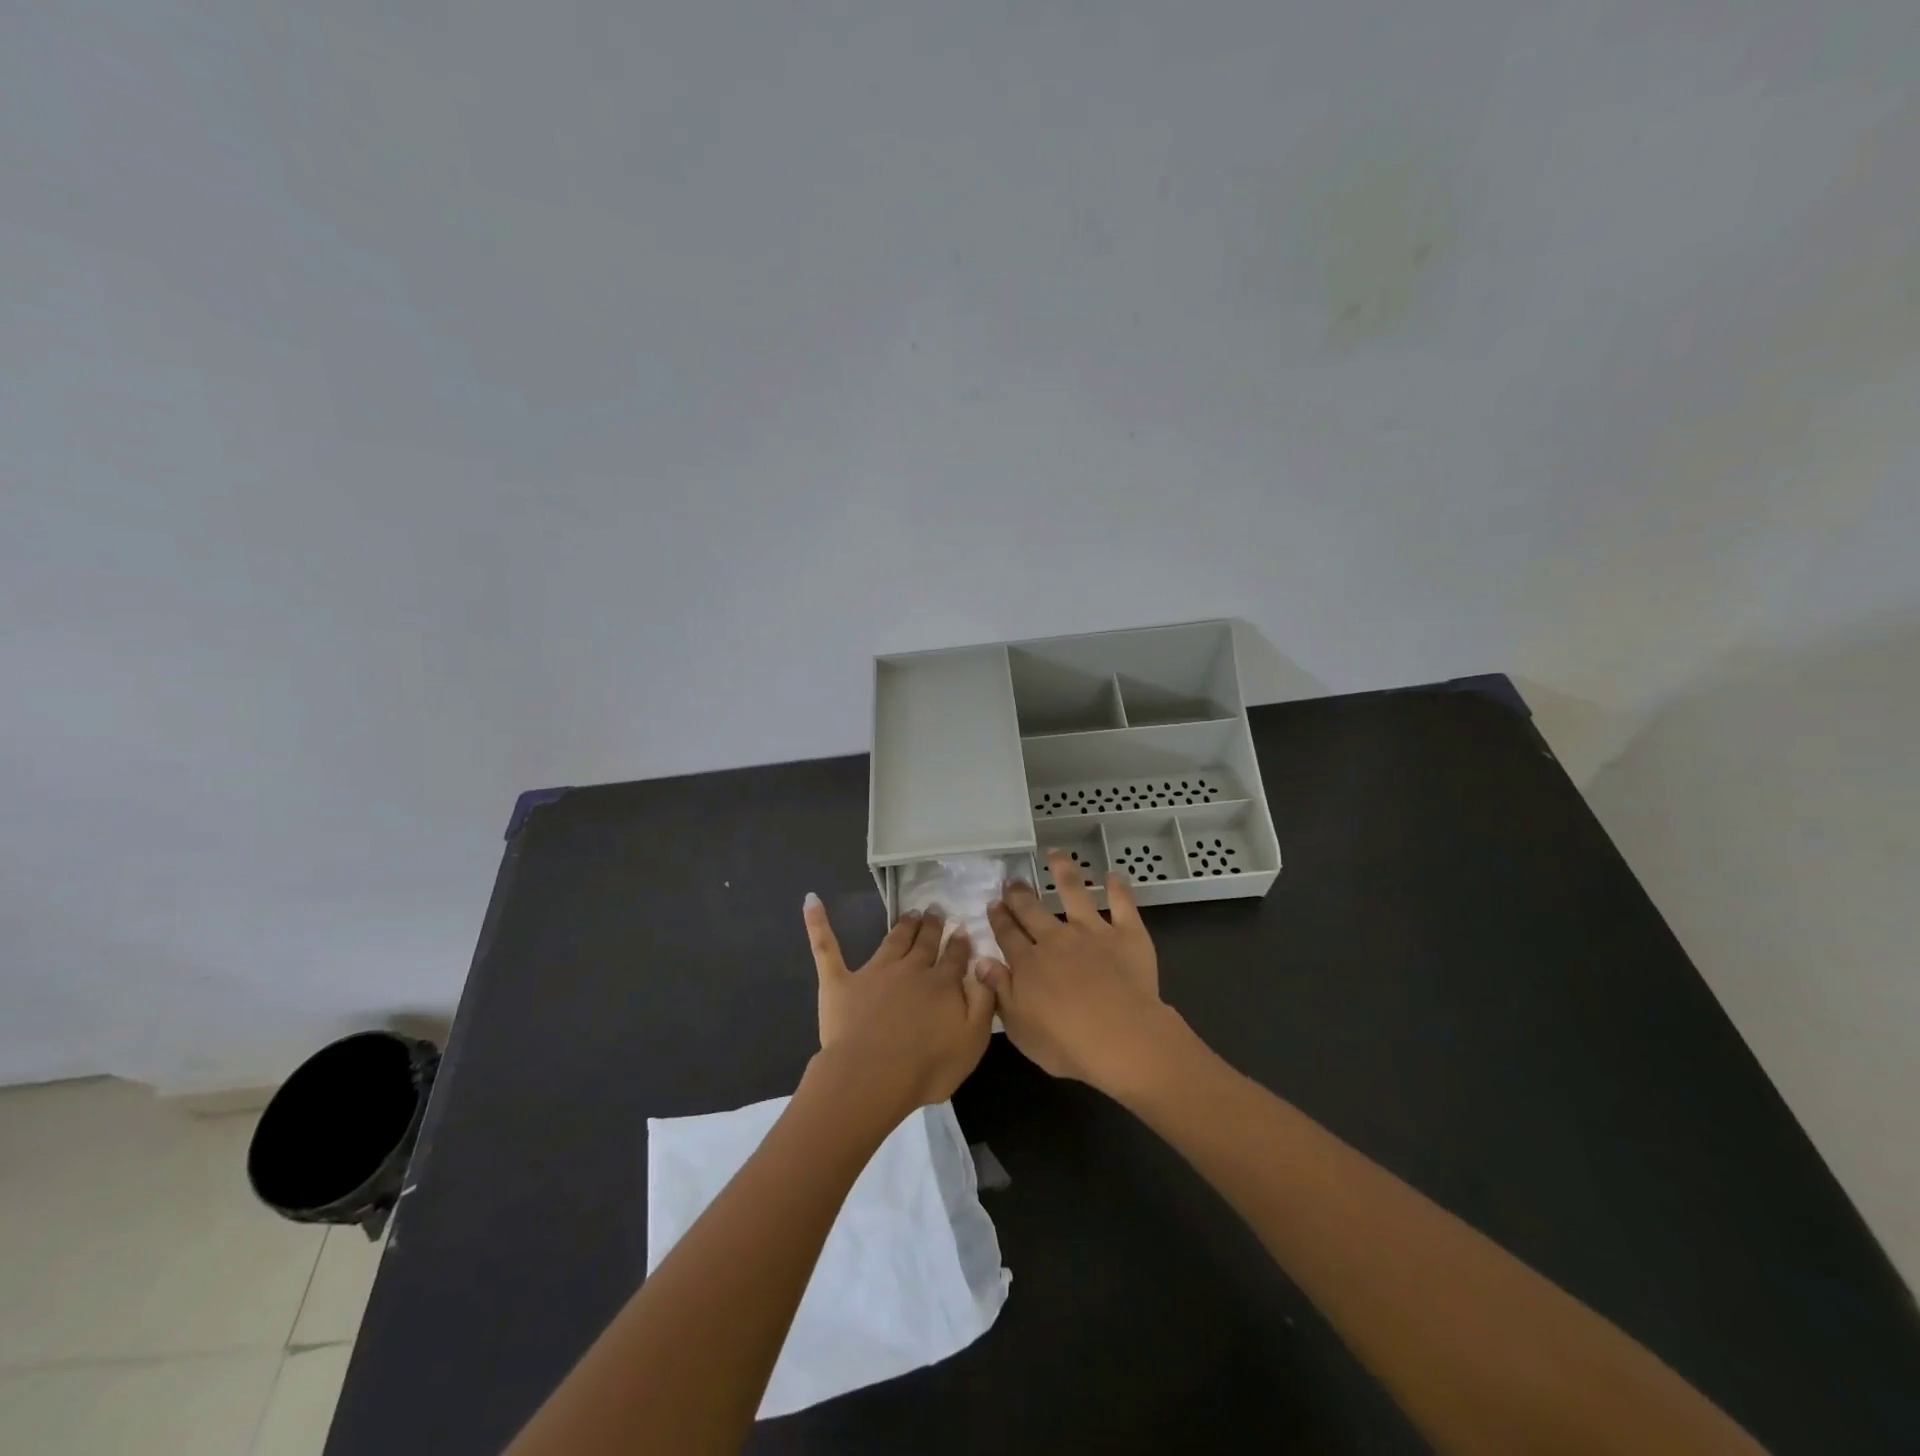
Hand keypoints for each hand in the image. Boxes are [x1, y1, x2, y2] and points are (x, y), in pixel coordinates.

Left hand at [803, 895, 995, 1115]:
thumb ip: (982, 1002)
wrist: (873, 1076)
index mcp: (942, 985)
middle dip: (932, 926)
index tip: (963, 929)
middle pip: (925, 943)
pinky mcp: (840, 982)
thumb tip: (984, 968)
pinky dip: (818, 923)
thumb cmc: (926, 1067)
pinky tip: (811, 901)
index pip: (955, 958)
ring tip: (910, 913)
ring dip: (903, 925)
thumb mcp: (973, 1041)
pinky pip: (827, 947)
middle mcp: (911, 970)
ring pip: (892, 940)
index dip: (960, 943)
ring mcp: (874, 972)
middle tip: (935, 910)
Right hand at [981, 849, 1177, 1091]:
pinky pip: (1122, 904)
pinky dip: (1118, 888)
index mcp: (1028, 963)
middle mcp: (1055, 939)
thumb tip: (981, 962)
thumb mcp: (1020, 1029)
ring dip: (1063, 871)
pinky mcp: (1126, 934)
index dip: (999, 918)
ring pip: (1074, 892)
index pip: (1007, 934)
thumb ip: (1000, 992)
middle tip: (1011, 881)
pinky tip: (1114, 874)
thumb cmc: (1067, 1044)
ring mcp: (1091, 932)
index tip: (993, 904)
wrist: (1121, 1038)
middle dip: (1019, 894)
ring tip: (1056, 854)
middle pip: (1032, 910)